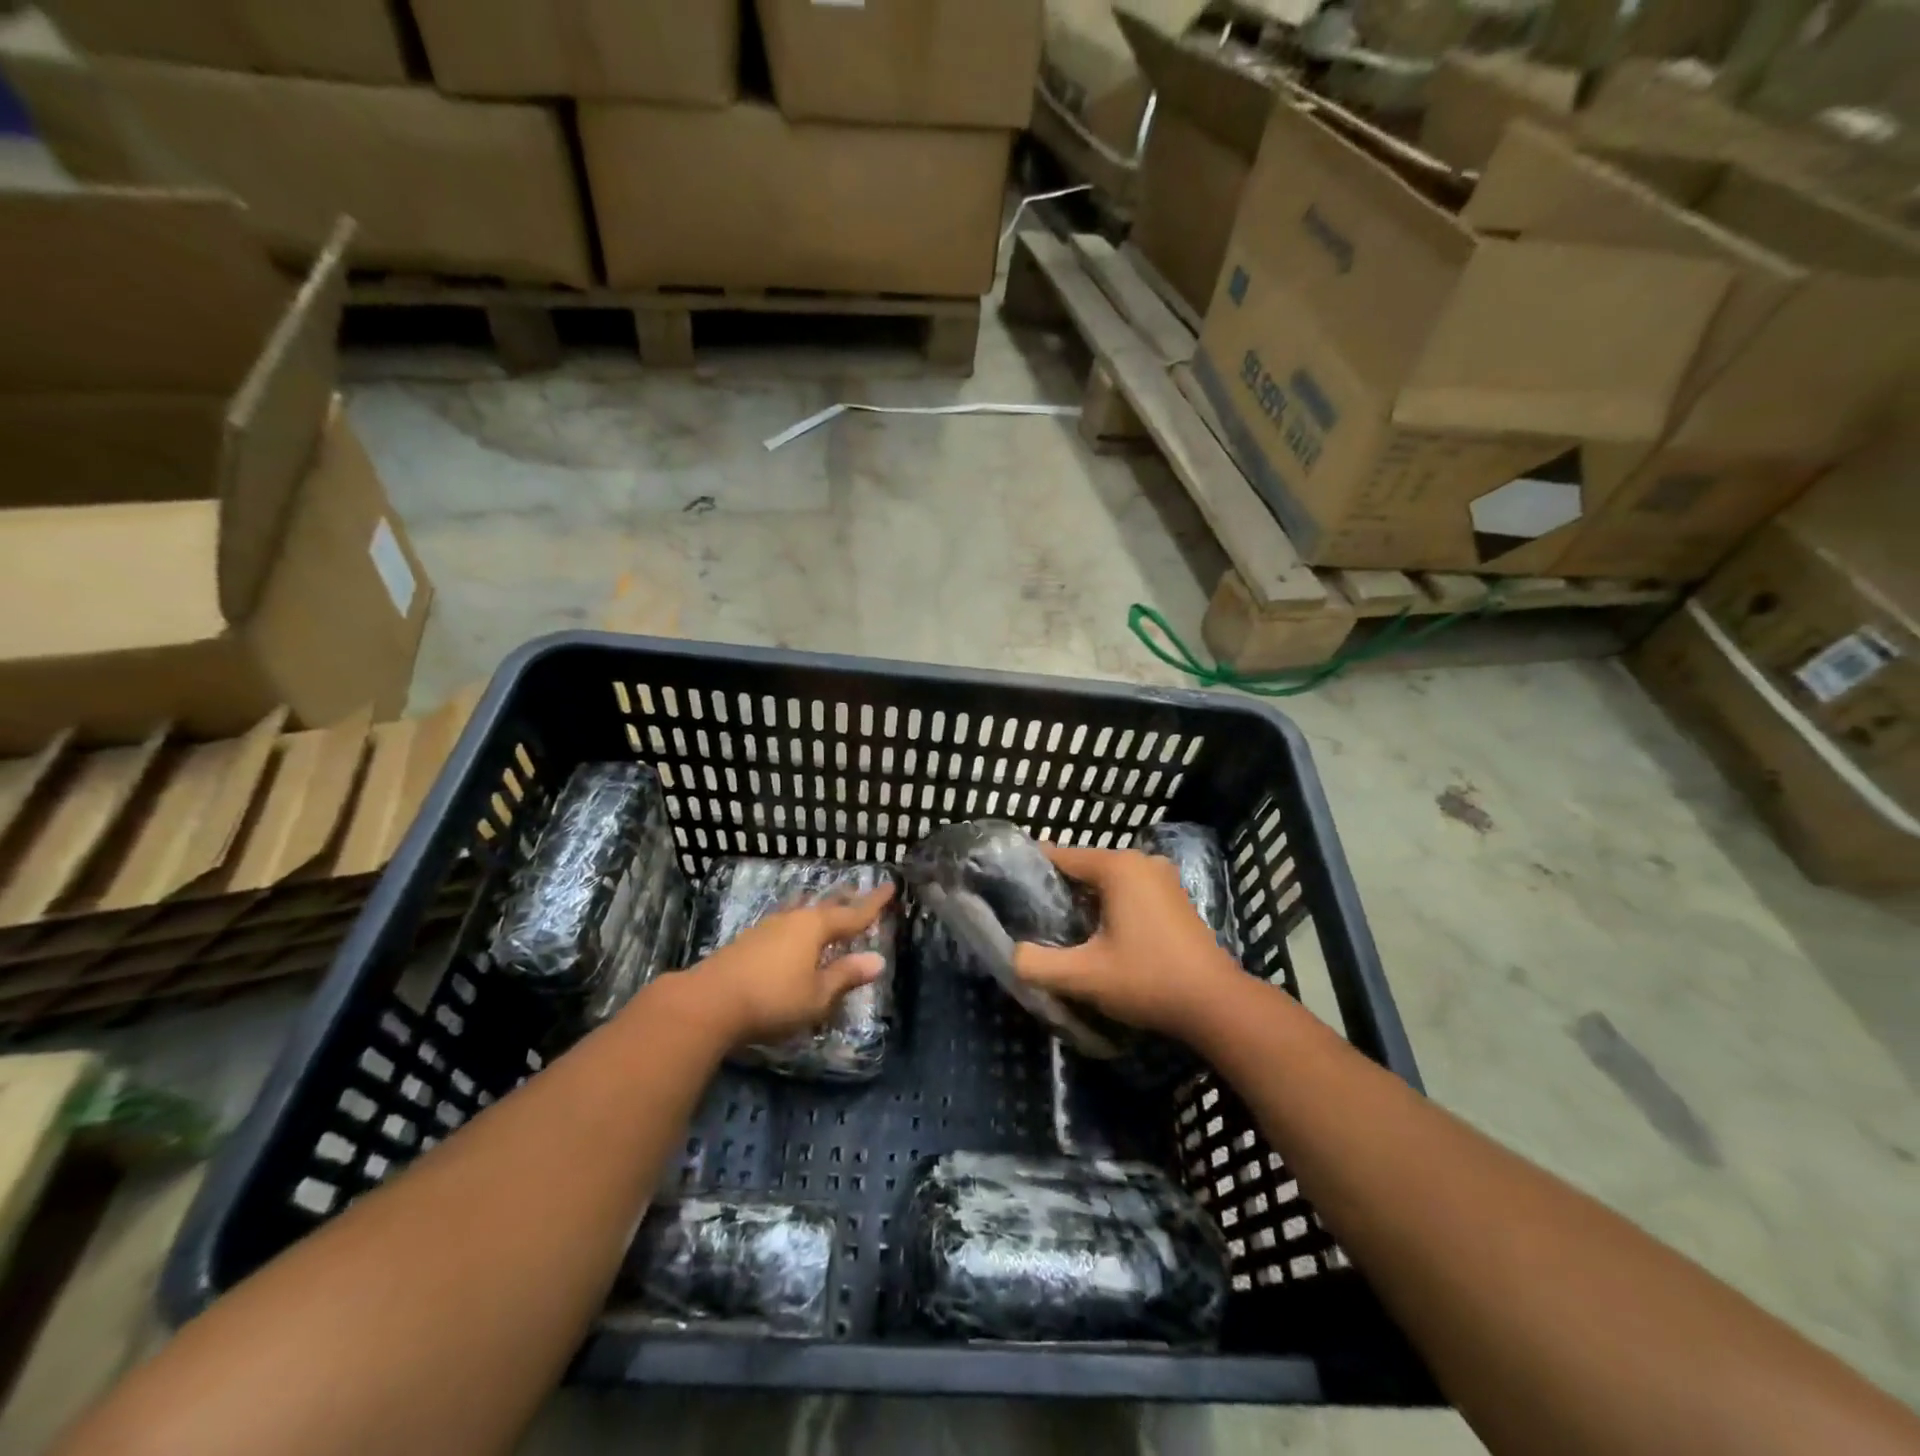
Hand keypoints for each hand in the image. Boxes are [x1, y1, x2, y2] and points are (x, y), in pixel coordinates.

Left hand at [687, 883, 894, 1046]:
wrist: (708, 1002)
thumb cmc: (773, 999)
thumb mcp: (817, 995)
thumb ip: (845, 976)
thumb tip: (877, 960)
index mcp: (815, 927)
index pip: (853, 914)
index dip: (873, 903)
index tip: (891, 886)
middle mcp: (793, 919)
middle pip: (826, 907)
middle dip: (845, 902)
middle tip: (859, 893)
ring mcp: (767, 928)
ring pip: (802, 912)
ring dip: (819, 910)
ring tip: (827, 907)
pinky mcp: (748, 941)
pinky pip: (785, 924)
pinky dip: (799, 924)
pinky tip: (793, 931)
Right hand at [1013, 843, 1240, 1041]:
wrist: (1216, 1004)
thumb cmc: (1147, 980)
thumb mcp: (1083, 976)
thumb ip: (1037, 964)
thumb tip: (1012, 955)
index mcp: (1118, 867)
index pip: (1060, 856)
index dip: (1032, 872)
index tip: (1009, 891)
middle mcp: (1141, 862)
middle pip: (1085, 868)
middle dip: (1059, 890)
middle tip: (1034, 920)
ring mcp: (1163, 878)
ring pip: (1108, 881)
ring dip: (1086, 901)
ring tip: (1063, 931)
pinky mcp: (1176, 898)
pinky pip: (1130, 892)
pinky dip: (1112, 907)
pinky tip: (1102, 937)